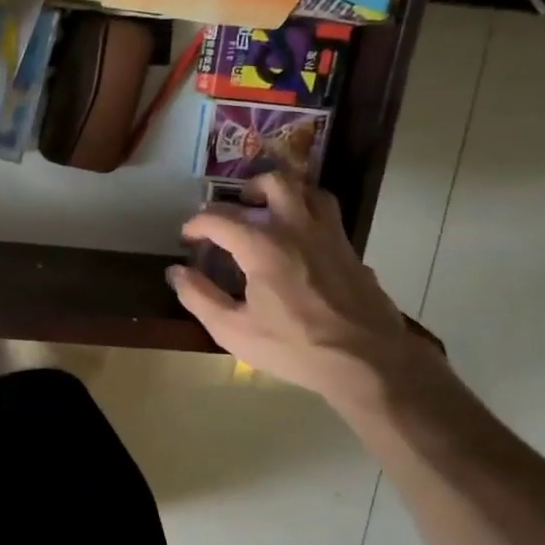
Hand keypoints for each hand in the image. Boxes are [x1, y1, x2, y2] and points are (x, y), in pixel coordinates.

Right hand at [167, 174, 439, 416]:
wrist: (368, 360)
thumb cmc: (294, 347)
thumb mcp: (234, 330)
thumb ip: (199, 297)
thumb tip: (176, 272)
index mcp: (262, 245)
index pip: (219, 218)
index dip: (196, 224)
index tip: (187, 238)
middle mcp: (296, 227)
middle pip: (273, 183)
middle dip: (247, 190)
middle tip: (235, 210)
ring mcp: (329, 235)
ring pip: (308, 190)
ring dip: (284, 193)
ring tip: (270, 212)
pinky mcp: (350, 249)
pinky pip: (327, 214)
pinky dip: (308, 214)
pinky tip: (301, 240)